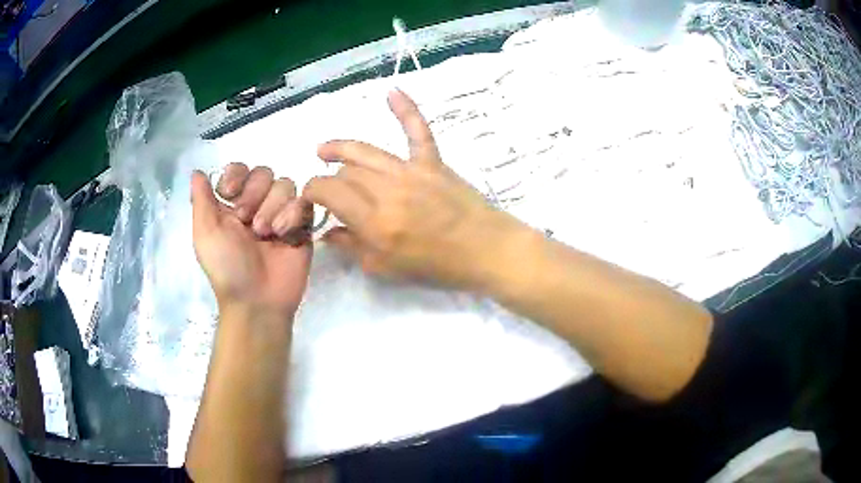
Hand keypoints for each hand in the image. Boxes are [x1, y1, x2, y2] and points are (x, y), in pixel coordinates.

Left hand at [191, 166, 312, 320]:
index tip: (229, 194)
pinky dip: (293, 215)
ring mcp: (281, 215)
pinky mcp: (302, 226)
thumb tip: (197, 171)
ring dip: (273, 208)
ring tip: (266, 234)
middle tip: (247, 223)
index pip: (239, 169)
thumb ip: (201, 199)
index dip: (236, 175)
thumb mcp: (205, 234)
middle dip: (255, 195)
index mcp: (232, 205)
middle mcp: (257, 205)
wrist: (257, 300)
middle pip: (264, 173)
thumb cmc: (226, 268)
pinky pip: (304, 202)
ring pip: (285, 185)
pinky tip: (284, 236)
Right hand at [304, 89, 526, 289]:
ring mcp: (411, 171)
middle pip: (345, 171)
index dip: (311, 191)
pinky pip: (417, 130)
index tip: (311, 199)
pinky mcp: (433, 161)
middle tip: (329, 190)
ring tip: (324, 150)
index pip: (327, 191)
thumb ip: (351, 247)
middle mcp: (388, 190)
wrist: (486, 250)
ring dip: (341, 148)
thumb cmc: (437, 266)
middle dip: (329, 179)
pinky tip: (392, 91)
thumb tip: (327, 232)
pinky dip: (406, 109)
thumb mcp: (385, 268)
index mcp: (374, 221)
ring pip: (365, 151)